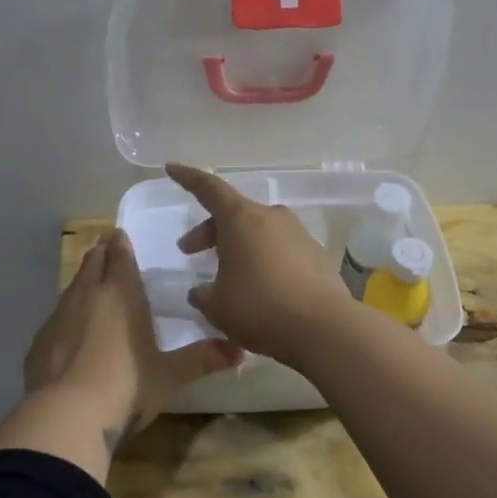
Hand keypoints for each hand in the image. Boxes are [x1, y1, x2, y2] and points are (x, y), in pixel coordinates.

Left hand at [22, 229, 243, 453]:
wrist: (67, 414)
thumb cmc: (127, 386)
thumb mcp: (170, 376)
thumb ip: (202, 359)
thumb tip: (240, 352)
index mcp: (122, 293)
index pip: (120, 255)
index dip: (120, 244)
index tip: (120, 236)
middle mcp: (88, 295)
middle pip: (92, 262)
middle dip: (101, 254)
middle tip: (108, 252)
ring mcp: (58, 316)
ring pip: (72, 286)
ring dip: (83, 282)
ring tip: (93, 289)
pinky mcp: (39, 341)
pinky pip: (56, 317)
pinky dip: (67, 316)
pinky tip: (71, 333)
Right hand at [167, 163, 353, 364]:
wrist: (325, 329)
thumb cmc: (260, 309)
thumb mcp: (217, 306)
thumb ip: (203, 295)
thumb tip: (201, 291)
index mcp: (241, 219)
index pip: (208, 188)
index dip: (187, 178)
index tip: (171, 168)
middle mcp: (271, 217)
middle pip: (233, 213)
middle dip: (209, 230)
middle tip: (190, 251)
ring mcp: (298, 234)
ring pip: (258, 231)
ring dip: (238, 246)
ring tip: (226, 276)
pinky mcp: (316, 255)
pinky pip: (280, 249)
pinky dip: (263, 260)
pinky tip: (259, 289)